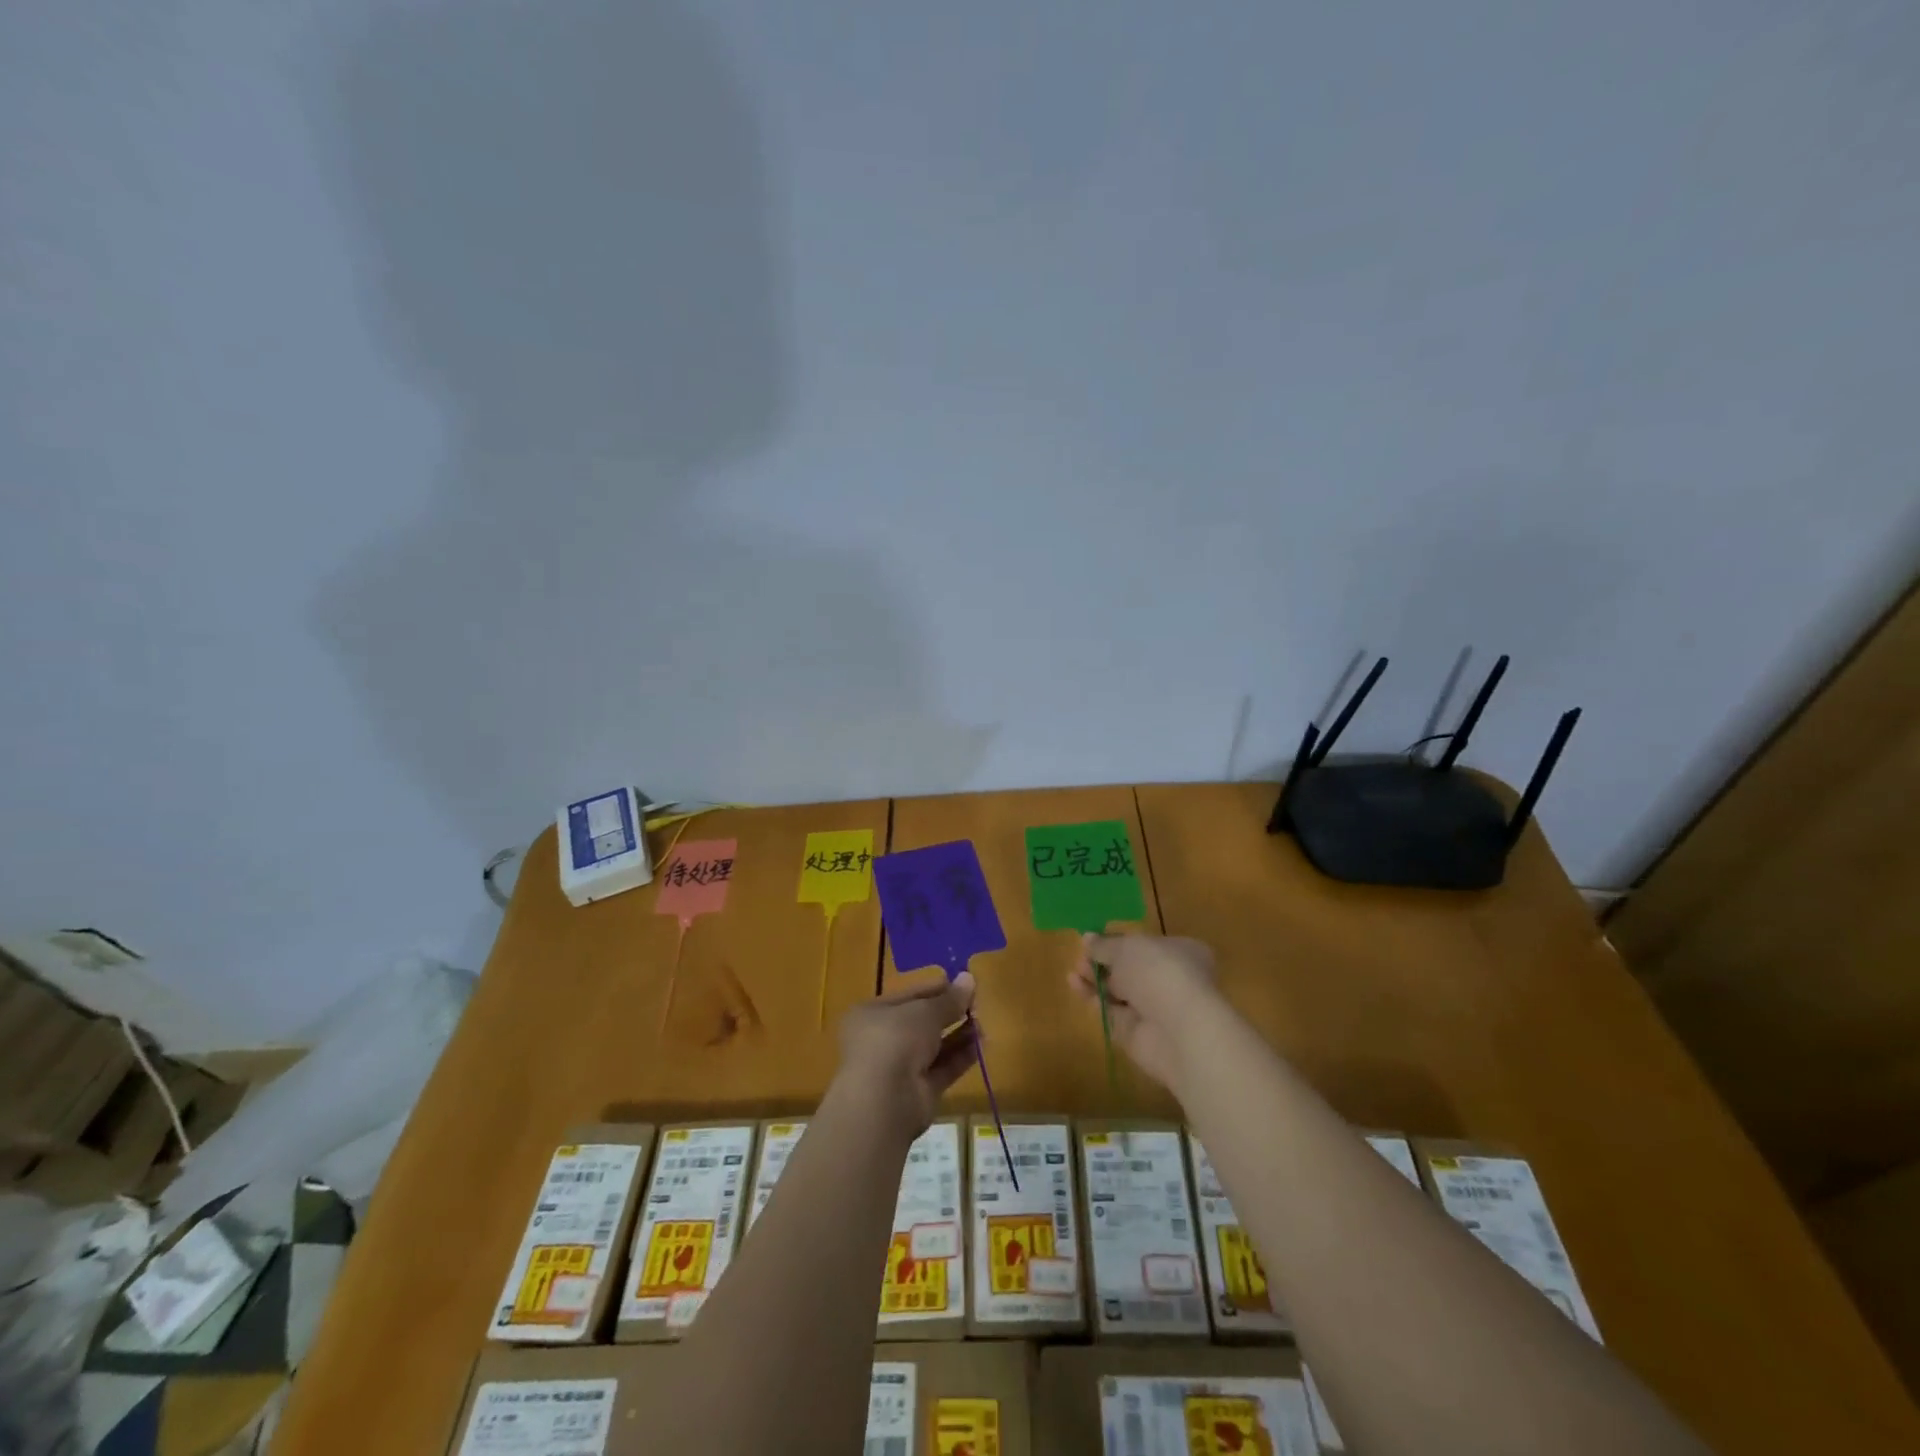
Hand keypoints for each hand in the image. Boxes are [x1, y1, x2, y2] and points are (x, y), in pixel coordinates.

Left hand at [833, 973, 979, 1138]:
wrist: (885, 1100)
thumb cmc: (896, 1039)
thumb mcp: (925, 1011)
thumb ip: (949, 999)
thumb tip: (969, 978)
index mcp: (872, 1014)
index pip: (908, 996)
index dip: (936, 989)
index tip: (963, 984)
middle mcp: (883, 1040)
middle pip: (921, 1022)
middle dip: (949, 1013)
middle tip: (977, 1003)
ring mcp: (900, 1069)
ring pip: (933, 1047)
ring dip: (958, 1034)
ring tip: (983, 1023)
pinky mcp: (918, 1093)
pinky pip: (942, 1069)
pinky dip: (960, 1057)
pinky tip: (980, 1045)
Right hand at [1070, 932, 1220, 1089]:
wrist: (1177, 1030)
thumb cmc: (1158, 972)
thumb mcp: (1126, 947)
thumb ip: (1104, 945)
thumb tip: (1087, 938)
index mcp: (1181, 952)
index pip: (1147, 944)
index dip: (1119, 942)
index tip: (1094, 941)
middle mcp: (1171, 980)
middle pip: (1130, 969)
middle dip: (1103, 962)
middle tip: (1080, 958)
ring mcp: (1156, 1009)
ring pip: (1120, 992)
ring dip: (1096, 980)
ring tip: (1073, 972)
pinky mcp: (1139, 1034)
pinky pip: (1113, 1013)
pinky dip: (1094, 999)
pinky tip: (1075, 985)